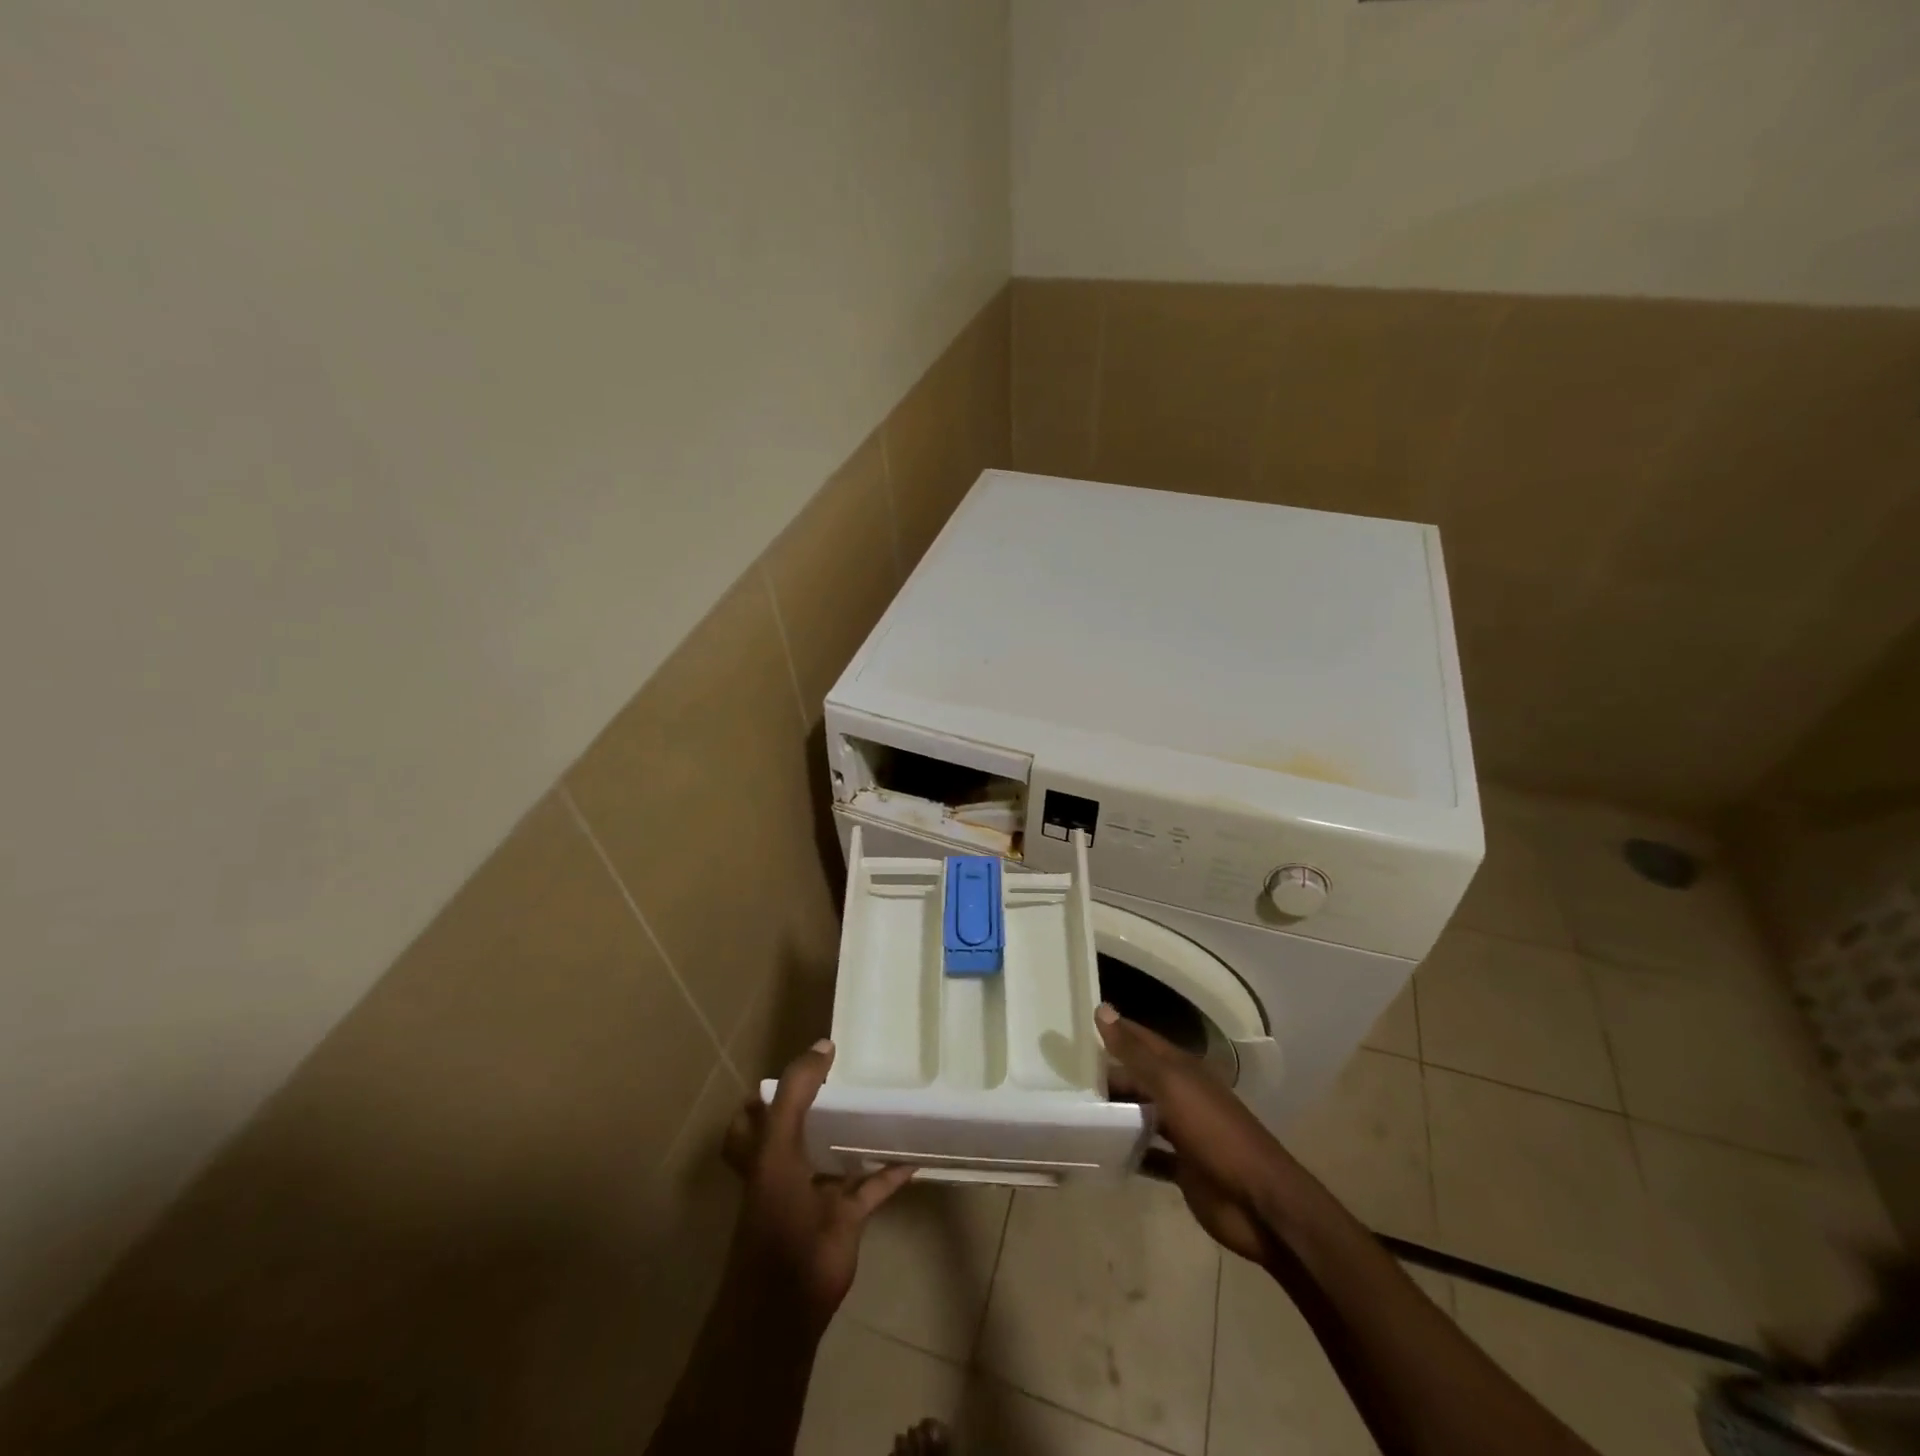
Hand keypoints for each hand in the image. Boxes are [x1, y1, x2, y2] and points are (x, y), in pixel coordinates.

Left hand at [720, 1038, 914, 1328]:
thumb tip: (823, 1044)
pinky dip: (892, 1172)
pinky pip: (873, 1187)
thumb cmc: (775, 1216)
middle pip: (797, 1132)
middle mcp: (785, 1169)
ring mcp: (816, 1195)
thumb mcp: (778, 1145)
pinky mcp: (846, 1217)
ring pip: (837, 1157)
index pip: (752, 1116)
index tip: (796, 1067)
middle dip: (816, 1108)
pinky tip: (915, 1154)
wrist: (788, 1299)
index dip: (766, 1093)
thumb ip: (796, 1092)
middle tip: (846, 1078)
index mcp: (760, 1153)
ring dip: (856, 1136)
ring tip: (882, 1104)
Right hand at [1098, 1004, 1293, 1265]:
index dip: (1114, 1030)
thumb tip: (1103, 1009)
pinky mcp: (1182, 1168)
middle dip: (1107, 1077)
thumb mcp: (1172, 1086)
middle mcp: (1181, 1095)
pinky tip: (1101, 1154)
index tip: (1075, 1026)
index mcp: (1182, 1069)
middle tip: (1062, 1077)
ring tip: (1073, 1112)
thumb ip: (1135, 1052)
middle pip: (1138, 1079)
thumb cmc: (1215, 1133)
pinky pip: (1148, 1155)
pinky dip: (1128, 1153)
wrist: (1259, 1203)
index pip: (1141, 1040)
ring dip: (1115, 1114)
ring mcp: (1183, 1132)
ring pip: (1141, 1115)